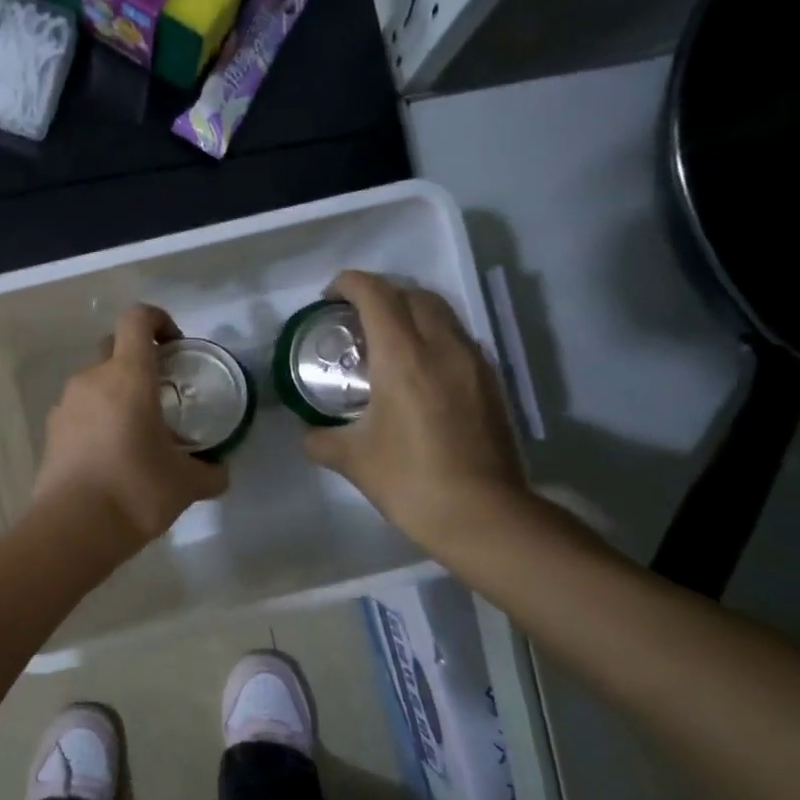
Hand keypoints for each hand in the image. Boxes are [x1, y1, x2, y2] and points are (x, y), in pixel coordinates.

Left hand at [32, 304, 227, 548]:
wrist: (73, 528)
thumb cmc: (136, 491)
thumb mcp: (186, 484)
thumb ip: (210, 472)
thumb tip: (220, 471)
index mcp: (128, 376)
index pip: (137, 319)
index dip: (159, 320)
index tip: (176, 346)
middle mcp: (92, 379)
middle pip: (113, 346)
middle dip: (138, 358)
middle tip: (161, 390)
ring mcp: (66, 403)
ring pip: (95, 380)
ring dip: (116, 391)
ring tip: (137, 428)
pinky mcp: (51, 430)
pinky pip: (79, 408)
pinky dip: (97, 416)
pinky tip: (112, 451)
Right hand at [303, 271, 529, 557]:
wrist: (482, 515)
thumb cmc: (410, 481)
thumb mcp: (353, 460)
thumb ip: (321, 439)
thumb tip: (309, 433)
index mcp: (403, 357)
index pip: (376, 295)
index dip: (349, 284)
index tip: (329, 297)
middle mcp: (442, 347)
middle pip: (413, 295)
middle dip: (381, 295)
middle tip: (355, 320)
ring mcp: (473, 362)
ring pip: (442, 313)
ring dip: (411, 313)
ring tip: (386, 343)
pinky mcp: (491, 382)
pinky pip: (458, 340)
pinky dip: (433, 338)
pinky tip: (419, 373)